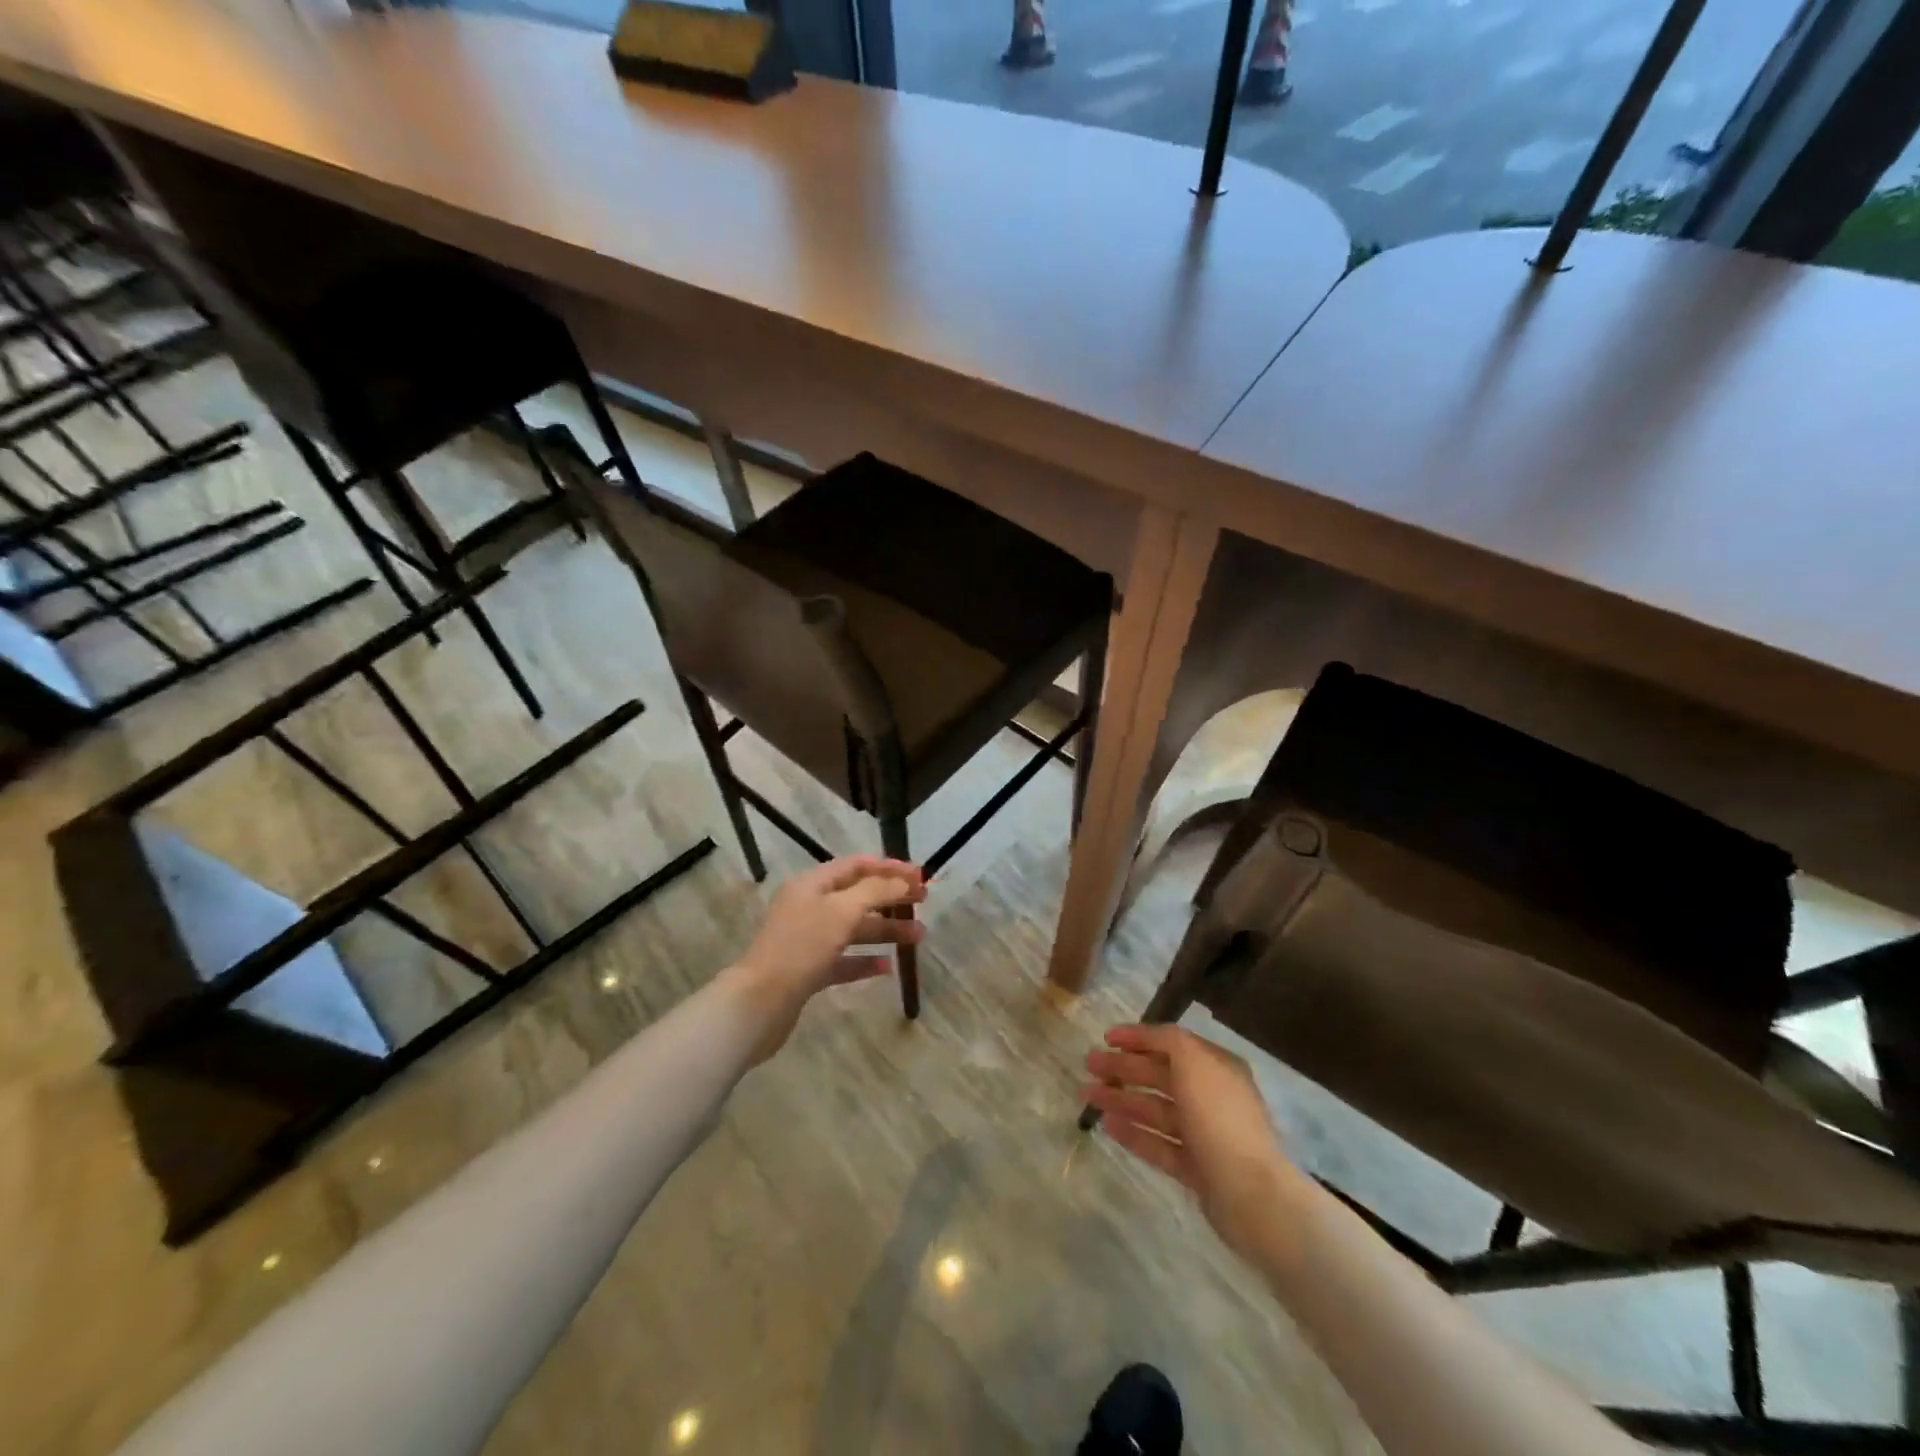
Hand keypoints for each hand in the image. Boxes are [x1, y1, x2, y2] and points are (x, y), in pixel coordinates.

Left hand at [731, 856, 925, 1058]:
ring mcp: (808, 940)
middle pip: (858, 896)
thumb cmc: (801, 947)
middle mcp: (809, 907)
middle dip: (891, 898)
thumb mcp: (842, 911)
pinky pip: (844, 960)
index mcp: (812, 884)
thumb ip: (875, 891)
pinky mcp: (809, 972)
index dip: (889, 867)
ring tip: (918, 937)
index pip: (856, 865)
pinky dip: (866, 961)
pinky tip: (888, 967)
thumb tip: (903, 881)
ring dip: (886, 930)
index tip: (920, 875)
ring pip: (854, 929)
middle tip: (924, 903)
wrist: (759, 1003)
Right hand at [1084, 1024, 1298, 1260]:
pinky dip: (1134, 1133)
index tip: (1105, 1037)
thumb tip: (1146, 1035)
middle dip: (1123, 1068)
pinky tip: (1108, 1127)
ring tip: (1088, 1096)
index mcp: (1215, 1066)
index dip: (1138, 1038)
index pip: (1171, 1043)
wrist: (1251, 1194)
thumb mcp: (1194, 1062)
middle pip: (1160, 1075)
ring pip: (1155, 1110)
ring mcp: (1204, 1134)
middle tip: (1088, 1065)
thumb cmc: (1219, 1117)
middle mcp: (1210, 1096)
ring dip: (1122, 1099)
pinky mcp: (1196, 1168)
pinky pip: (1159, 1144)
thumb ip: (1168, 1041)